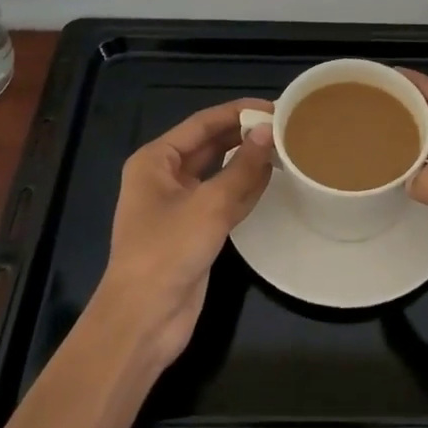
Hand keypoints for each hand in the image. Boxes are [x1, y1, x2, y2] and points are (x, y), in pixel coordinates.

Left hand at [98, 99, 274, 368]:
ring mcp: (179, 205)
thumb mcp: (209, 204)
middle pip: (210, 145)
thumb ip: (242, 167)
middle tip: (285, 126)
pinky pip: (223, 198)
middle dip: (243, 135)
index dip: (237, 112)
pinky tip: (272, 178)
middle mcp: (165, 176)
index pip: (202, 123)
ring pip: (219, 172)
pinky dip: (245, 187)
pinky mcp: (194, 230)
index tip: (273, 106)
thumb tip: (269, 131)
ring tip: (285, 146)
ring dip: (247, 161)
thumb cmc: (168, 251)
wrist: (143, 320)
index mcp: (156, 160)